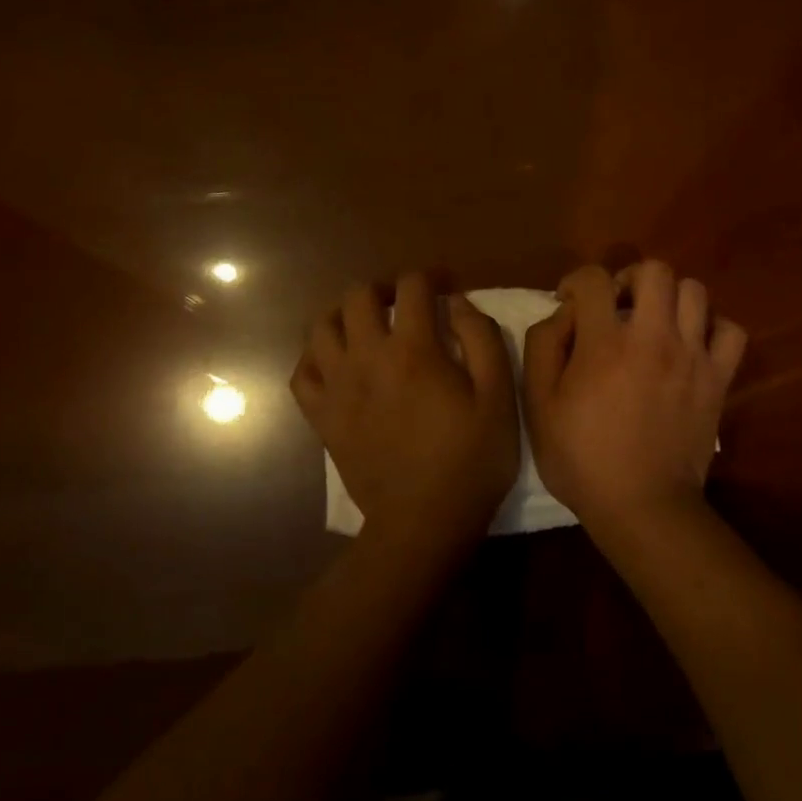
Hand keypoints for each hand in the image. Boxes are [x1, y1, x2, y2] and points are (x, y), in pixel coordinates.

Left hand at [291, 272, 519, 553]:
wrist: (424, 523)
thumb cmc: (471, 460)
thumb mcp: (499, 397)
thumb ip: (482, 339)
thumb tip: (458, 303)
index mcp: (413, 350)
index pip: (412, 286)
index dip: (431, 277)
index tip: (446, 288)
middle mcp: (366, 358)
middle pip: (358, 295)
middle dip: (384, 289)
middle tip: (405, 305)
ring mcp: (337, 388)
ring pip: (321, 327)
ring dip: (345, 316)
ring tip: (368, 328)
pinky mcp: (322, 418)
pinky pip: (302, 373)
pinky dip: (317, 358)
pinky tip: (337, 364)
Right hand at [523, 261, 747, 533]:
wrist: (642, 506)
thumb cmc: (582, 458)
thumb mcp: (539, 405)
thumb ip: (544, 346)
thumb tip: (563, 313)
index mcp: (605, 343)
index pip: (593, 279)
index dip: (576, 282)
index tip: (570, 303)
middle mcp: (653, 338)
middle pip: (655, 270)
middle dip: (630, 278)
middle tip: (618, 306)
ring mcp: (693, 356)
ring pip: (695, 291)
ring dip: (671, 299)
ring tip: (655, 323)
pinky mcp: (718, 378)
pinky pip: (731, 331)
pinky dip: (713, 329)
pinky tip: (693, 345)